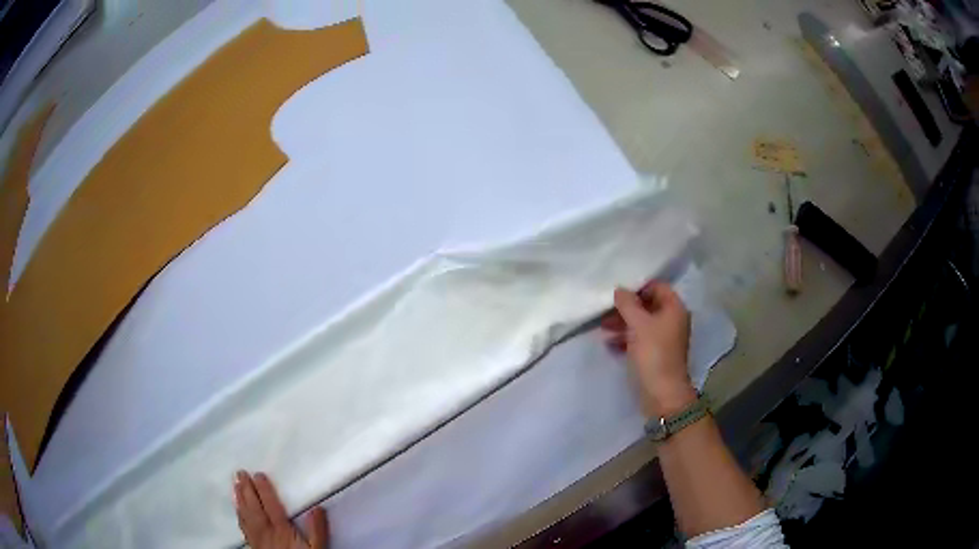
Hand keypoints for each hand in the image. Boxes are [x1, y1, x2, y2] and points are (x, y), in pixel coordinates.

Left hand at [234, 471, 329, 548]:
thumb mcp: (317, 548)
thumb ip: (317, 530)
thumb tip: (317, 508)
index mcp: (282, 529)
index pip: (271, 505)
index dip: (264, 489)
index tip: (258, 474)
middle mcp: (266, 531)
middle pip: (254, 507)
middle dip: (247, 489)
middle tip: (240, 473)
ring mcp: (257, 538)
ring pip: (246, 515)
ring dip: (239, 499)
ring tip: (235, 485)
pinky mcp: (253, 545)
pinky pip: (243, 527)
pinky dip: (239, 515)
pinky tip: (237, 510)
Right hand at [601, 282, 696, 418]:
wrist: (662, 393)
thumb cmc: (653, 353)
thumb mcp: (638, 325)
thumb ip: (627, 304)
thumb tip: (619, 290)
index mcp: (674, 309)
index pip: (658, 287)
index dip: (638, 287)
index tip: (618, 292)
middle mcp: (673, 321)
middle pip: (648, 305)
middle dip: (627, 308)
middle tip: (606, 311)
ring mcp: (665, 339)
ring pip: (642, 323)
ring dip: (623, 323)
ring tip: (603, 328)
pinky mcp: (656, 354)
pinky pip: (640, 340)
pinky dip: (626, 339)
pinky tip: (609, 344)